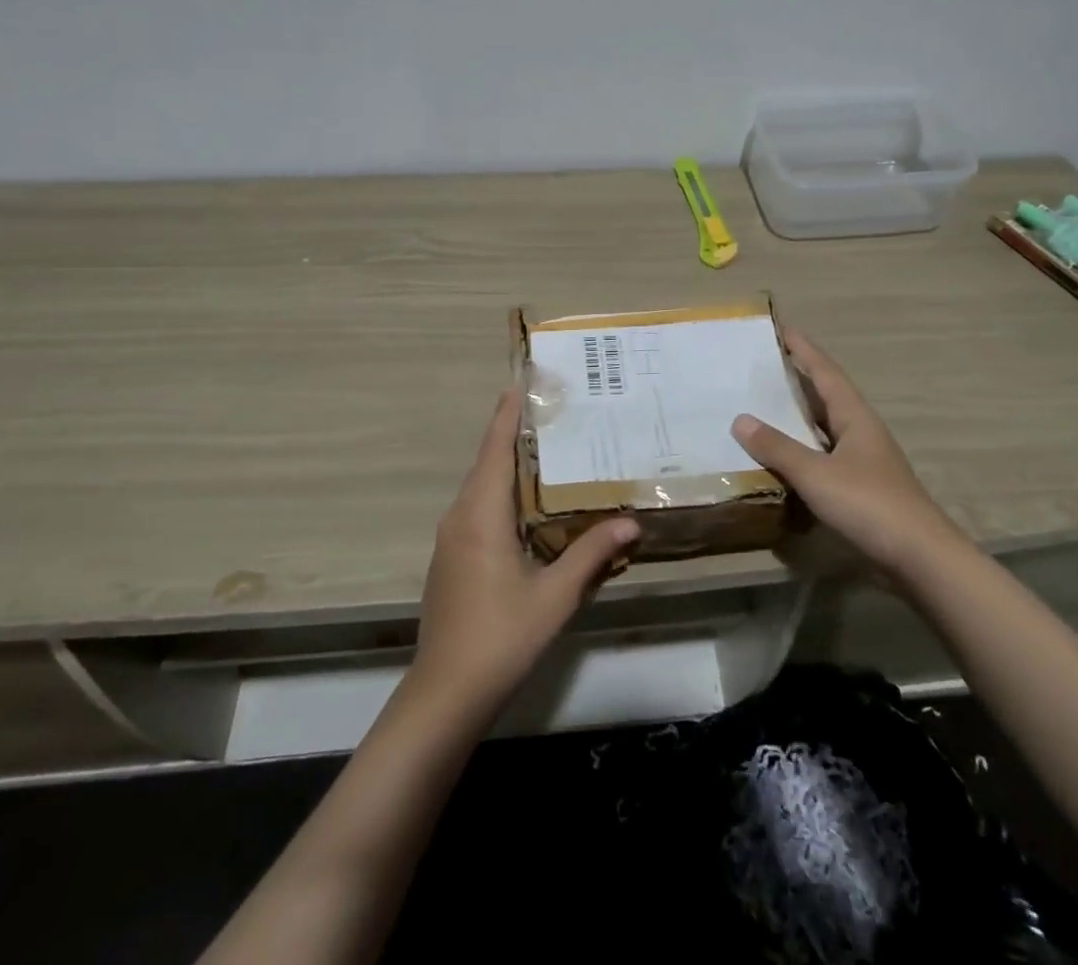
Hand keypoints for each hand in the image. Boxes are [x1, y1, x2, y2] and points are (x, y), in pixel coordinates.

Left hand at [412, 390, 639, 717]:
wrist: (445, 695)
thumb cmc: (501, 637)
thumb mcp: (555, 596)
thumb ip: (591, 554)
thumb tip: (631, 522)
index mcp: (480, 515)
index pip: (495, 449)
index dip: (507, 414)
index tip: (523, 382)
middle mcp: (460, 517)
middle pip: (487, 463)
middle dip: (514, 434)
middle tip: (553, 413)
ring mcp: (450, 540)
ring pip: (481, 488)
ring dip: (508, 466)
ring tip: (547, 451)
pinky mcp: (451, 560)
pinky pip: (477, 510)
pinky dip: (501, 494)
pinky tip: (528, 507)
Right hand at [732, 331, 957, 576]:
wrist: (920, 558)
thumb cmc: (869, 504)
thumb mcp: (816, 474)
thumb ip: (777, 447)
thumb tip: (740, 419)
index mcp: (854, 416)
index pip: (824, 371)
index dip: (803, 349)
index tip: (780, 327)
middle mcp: (860, 430)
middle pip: (825, 395)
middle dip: (796, 378)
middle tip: (761, 365)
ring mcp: (863, 460)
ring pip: (823, 427)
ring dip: (797, 415)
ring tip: (763, 404)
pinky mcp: (861, 487)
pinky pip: (823, 455)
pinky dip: (801, 449)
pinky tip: (782, 456)